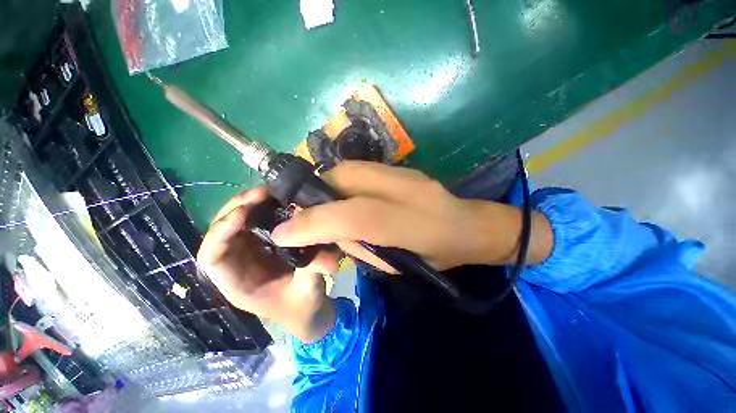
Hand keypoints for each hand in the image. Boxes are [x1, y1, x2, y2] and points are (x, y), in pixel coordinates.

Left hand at [197, 187, 339, 342]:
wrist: (308, 308)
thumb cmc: (302, 305)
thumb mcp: (308, 290)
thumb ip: (312, 267)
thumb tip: (323, 241)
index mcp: (238, 284)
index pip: (212, 258)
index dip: (221, 234)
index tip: (241, 214)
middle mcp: (237, 264)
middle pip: (220, 234)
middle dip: (235, 210)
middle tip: (260, 193)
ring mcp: (249, 252)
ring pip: (235, 224)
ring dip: (247, 205)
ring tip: (266, 192)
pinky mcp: (262, 244)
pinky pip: (254, 222)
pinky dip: (261, 209)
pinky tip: (275, 200)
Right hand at [272, 161, 552, 270]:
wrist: (470, 227)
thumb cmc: (435, 254)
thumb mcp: (395, 265)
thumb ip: (358, 246)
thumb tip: (325, 232)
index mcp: (407, 223)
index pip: (350, 217)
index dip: (311, 224)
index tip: (283, 233)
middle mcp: (402, 189)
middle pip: (342, 180)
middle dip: (315, 197)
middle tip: (309, 217)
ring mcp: (401, 172)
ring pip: (347, 170)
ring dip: (328, 187)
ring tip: (329, 207)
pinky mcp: (401, 167)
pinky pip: (359, 169)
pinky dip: (342, 180)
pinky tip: (347, 196)